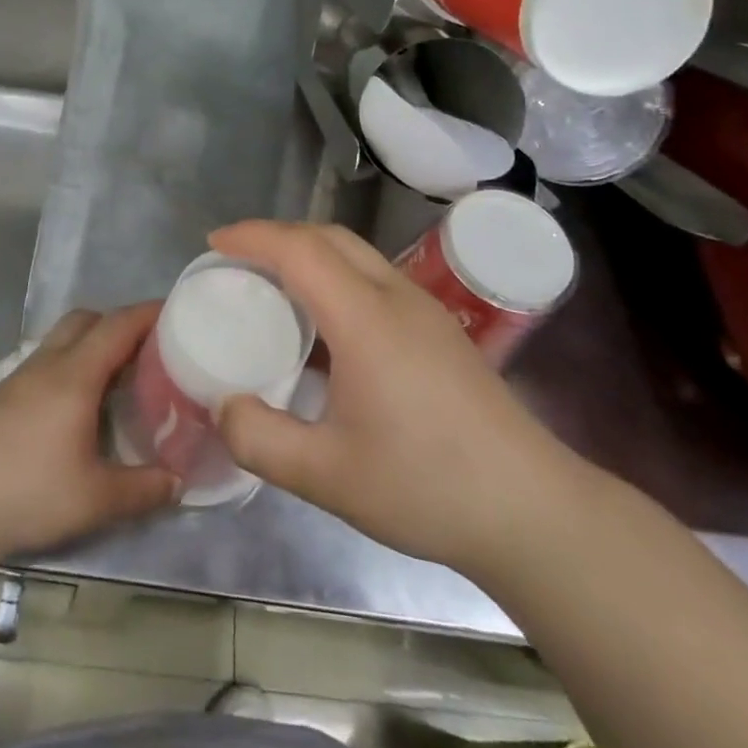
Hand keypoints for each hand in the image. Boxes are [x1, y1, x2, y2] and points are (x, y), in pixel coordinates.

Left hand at [0, 305, 177, 560]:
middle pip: (88, 319)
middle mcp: (48, 363)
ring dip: (96, 343)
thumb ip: (144, 489)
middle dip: (122, 323)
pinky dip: (75, 363)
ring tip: (123, 376)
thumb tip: (178, 482)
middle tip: (153, 350)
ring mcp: (22, 376)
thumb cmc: (26, 492)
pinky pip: (50, 360)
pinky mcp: (5, 395)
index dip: (151, 313)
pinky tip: (83, 404)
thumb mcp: (95, 499)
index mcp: (75, 374)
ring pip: (65, 338)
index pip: (119, 324)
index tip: (181, 312)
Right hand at [212, 220, 583, 573]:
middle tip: (237, 261)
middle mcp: (396, 297)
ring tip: (273, 286)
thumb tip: (222, 405)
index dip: (252, 236)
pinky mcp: (439, 332)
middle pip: (330, 237)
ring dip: (309, 254)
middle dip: (278, 235)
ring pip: (356, 254)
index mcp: (366, 318)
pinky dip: (334, 277)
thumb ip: (260, 439)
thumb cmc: (427, 486)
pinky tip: (324, 327)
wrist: (533, 512)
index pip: (300, 249)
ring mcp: (424, 311)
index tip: (214, 243)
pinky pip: (374, 279)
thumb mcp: (327, 475)